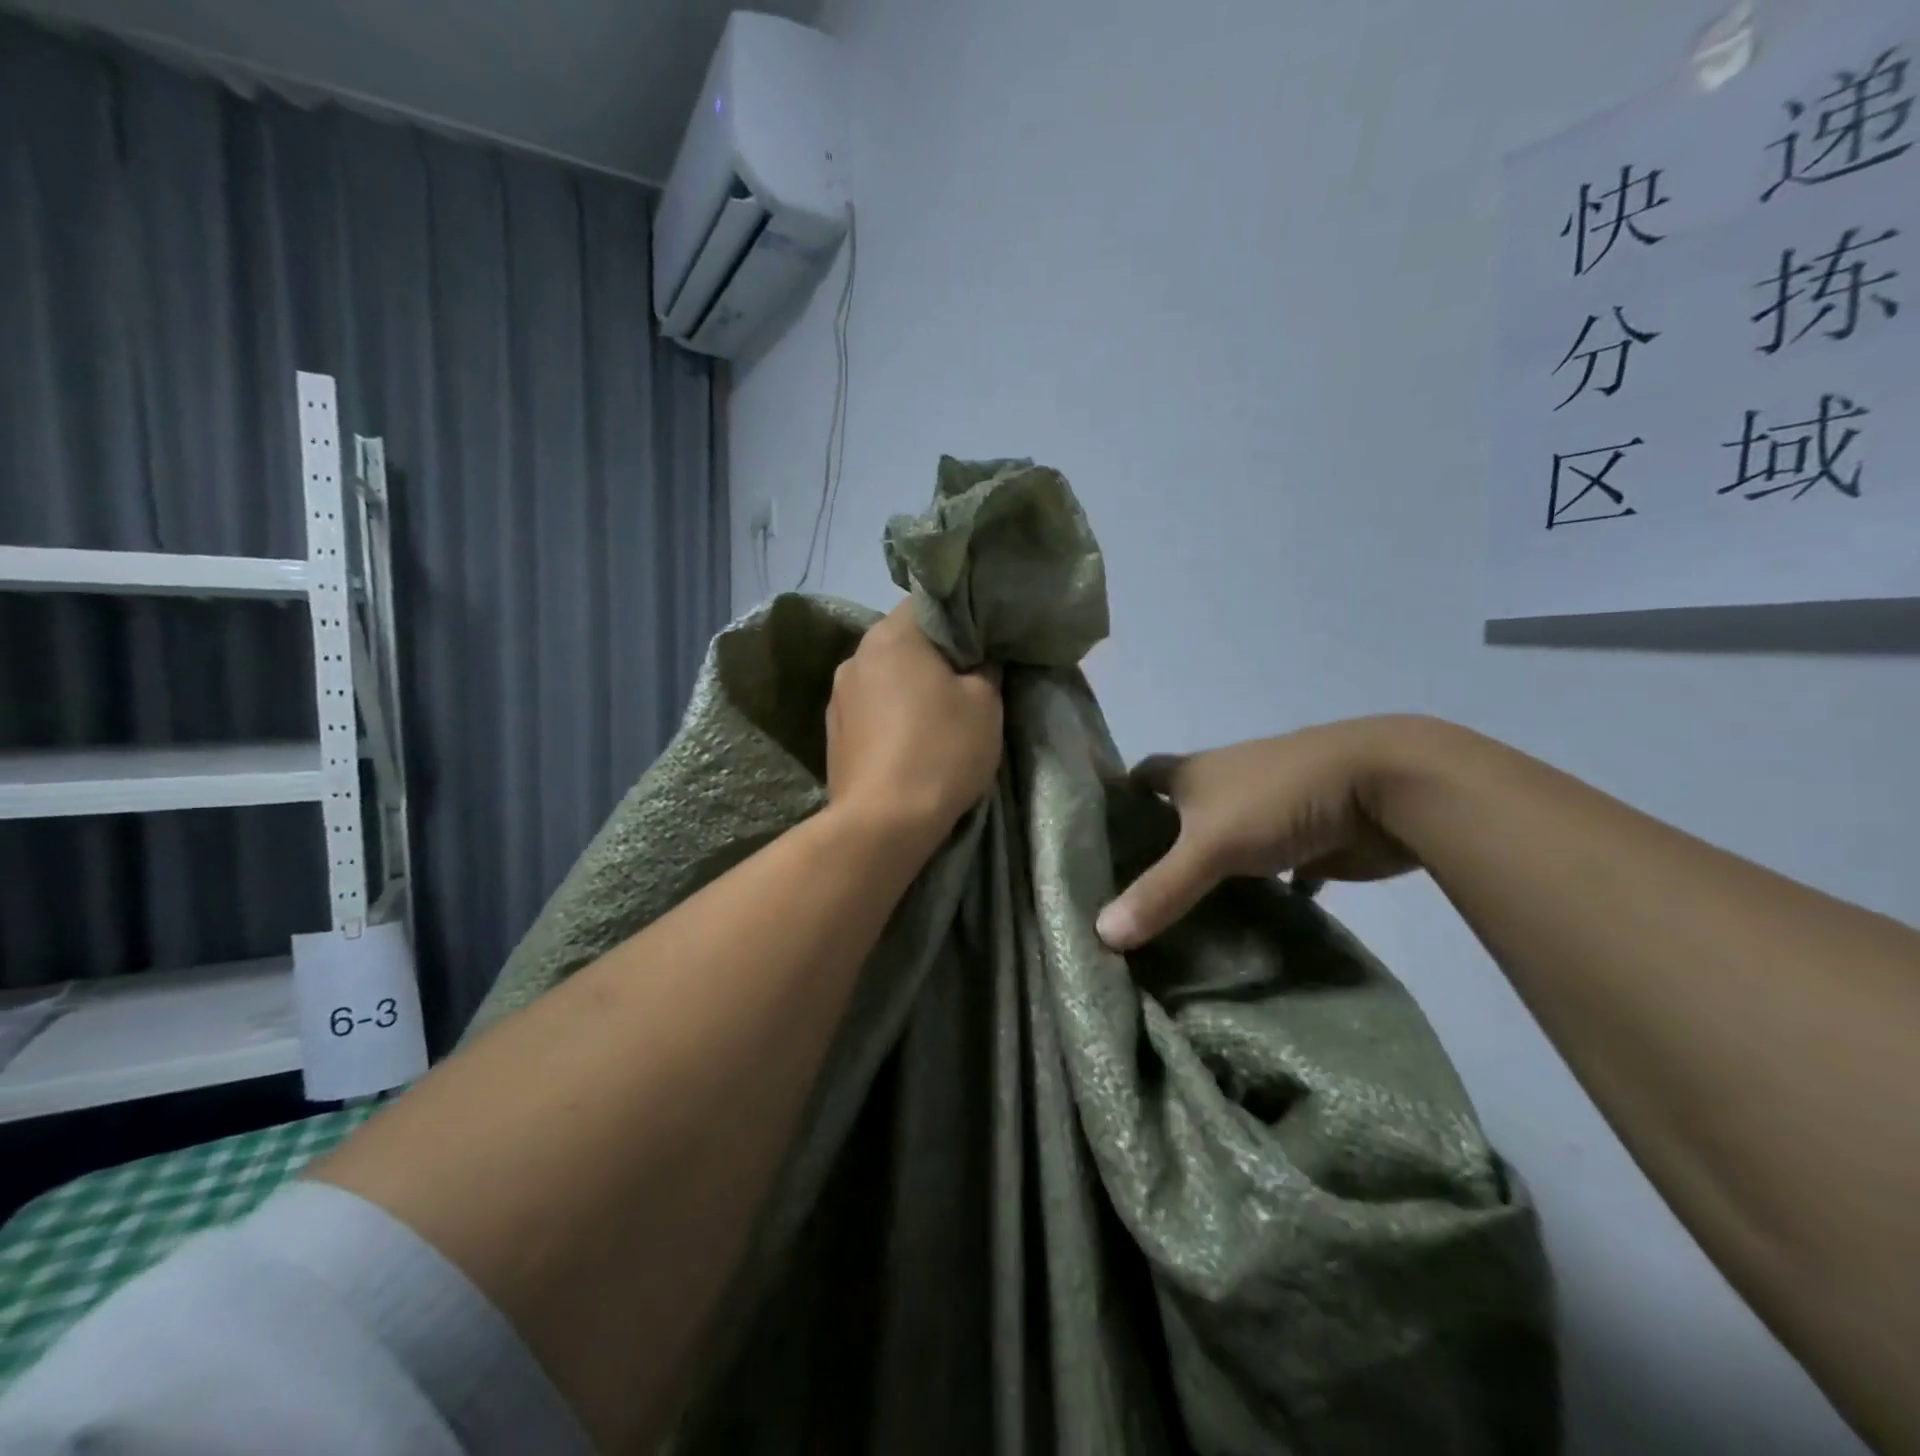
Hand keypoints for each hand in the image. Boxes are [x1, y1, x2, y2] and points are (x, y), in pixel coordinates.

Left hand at [826, 603, 1003, 846]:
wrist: (884, 822)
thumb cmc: (941, 750)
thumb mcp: (985, 703)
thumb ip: (985, 669)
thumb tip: (978, 661)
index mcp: (890, 636)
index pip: (927, 605)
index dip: (959, 621)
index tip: (981, 646)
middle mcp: (855, 657)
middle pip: (902, 642)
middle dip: (934, 657)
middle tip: (966, 683)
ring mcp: (837, 697)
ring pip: (884, 677)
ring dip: (909, 689)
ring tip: (936, 719)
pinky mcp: (833, 734)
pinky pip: (870, 710)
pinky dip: (890, 717)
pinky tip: (908, 743)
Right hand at [1096, 715, 1433, 950]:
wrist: (1384, 787)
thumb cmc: (1280, 799)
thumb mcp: (1210, 846)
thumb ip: (1160, 891)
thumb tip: (1101, 934)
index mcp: (1195, 773)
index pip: (1142, 777)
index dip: (1119, 800)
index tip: (1095, 838)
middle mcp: (1226, 786)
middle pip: (1181, 812)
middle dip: (1158, 846)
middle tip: (1127, 893)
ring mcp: (1269, 812)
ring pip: (1226, 843)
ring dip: (1209, 872)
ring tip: (1175, 915)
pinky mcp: (1308, 841)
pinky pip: (1275, 870)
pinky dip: (1263, 892)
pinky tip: (1246, 925)